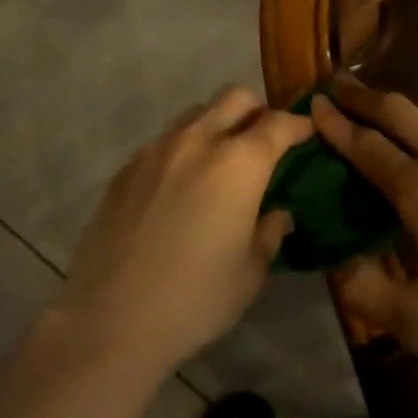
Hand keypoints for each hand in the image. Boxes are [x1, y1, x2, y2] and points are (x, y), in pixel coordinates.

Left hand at [61, 86, 311, 374]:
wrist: (110, 320)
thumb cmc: (196, 298)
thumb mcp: (250, 272)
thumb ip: (270, 232)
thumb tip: (278, 214)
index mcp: (239, 163)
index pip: (278, 123)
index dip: (298, 125)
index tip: (307, 134)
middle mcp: (198, 141)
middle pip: (235, 97)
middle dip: (257, 110)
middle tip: (263, 142)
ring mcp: (156, 151)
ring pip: (196, 113)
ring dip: (217, 125)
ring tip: (220, 162)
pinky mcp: (126, 170)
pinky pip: (164, 142)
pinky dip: (184, 150)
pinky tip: (180, 188)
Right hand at [311, 76, 417, 365]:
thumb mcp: (417, 324)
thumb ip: (365, 292)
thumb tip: (337, 262)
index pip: (366, 146)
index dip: (335, 125)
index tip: (313, 104)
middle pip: (398, 112)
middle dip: (362, 97)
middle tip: (337, 87)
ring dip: (407, 103)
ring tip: (391, 113)